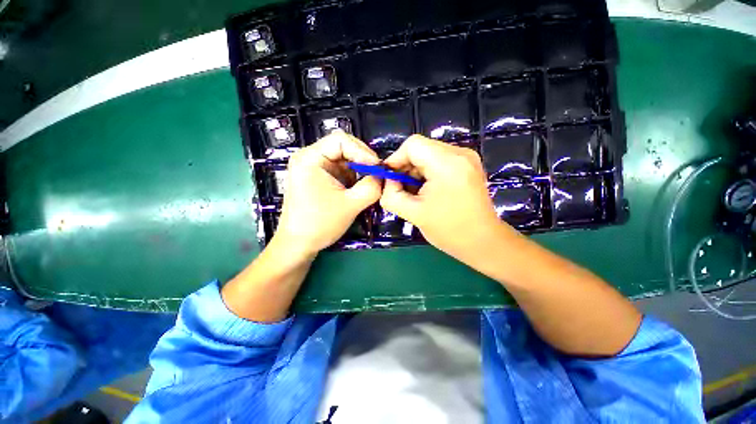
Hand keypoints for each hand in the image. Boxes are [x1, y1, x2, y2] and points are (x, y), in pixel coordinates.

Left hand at [274, 131, 381, 258]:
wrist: (299, 244)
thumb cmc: (320, 224)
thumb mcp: (350, 205)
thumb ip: (371, 187)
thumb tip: (384, 176)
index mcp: (310, 158)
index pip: (340, 140)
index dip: (362, 151)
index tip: (377, 167)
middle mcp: (310, 158)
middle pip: (342, 147)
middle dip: (362, 160)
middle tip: (377, 174)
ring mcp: (314, 168)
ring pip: (344, 159)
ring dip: (359, 169)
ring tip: (370, 183)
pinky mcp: (319, 178)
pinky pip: (340, 170)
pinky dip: (353, 177)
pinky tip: (358, 188)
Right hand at [380, 135, 516, 260]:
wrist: (484, 242)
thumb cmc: (449, 230)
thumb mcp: (413, 213)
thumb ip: (391, 195)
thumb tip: (387, 181)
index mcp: (447, 163)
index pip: (412, 144)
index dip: (396, 159)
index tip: (390, 179)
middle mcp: (460, 153)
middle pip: (421, 148)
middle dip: (406, 167)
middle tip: (402, 189)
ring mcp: (467, 158)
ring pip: (429, 154)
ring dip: (417, 171)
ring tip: (416, 193)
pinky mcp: (469, 165)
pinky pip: (440, 160)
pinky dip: (428, 173)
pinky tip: (428, 190)